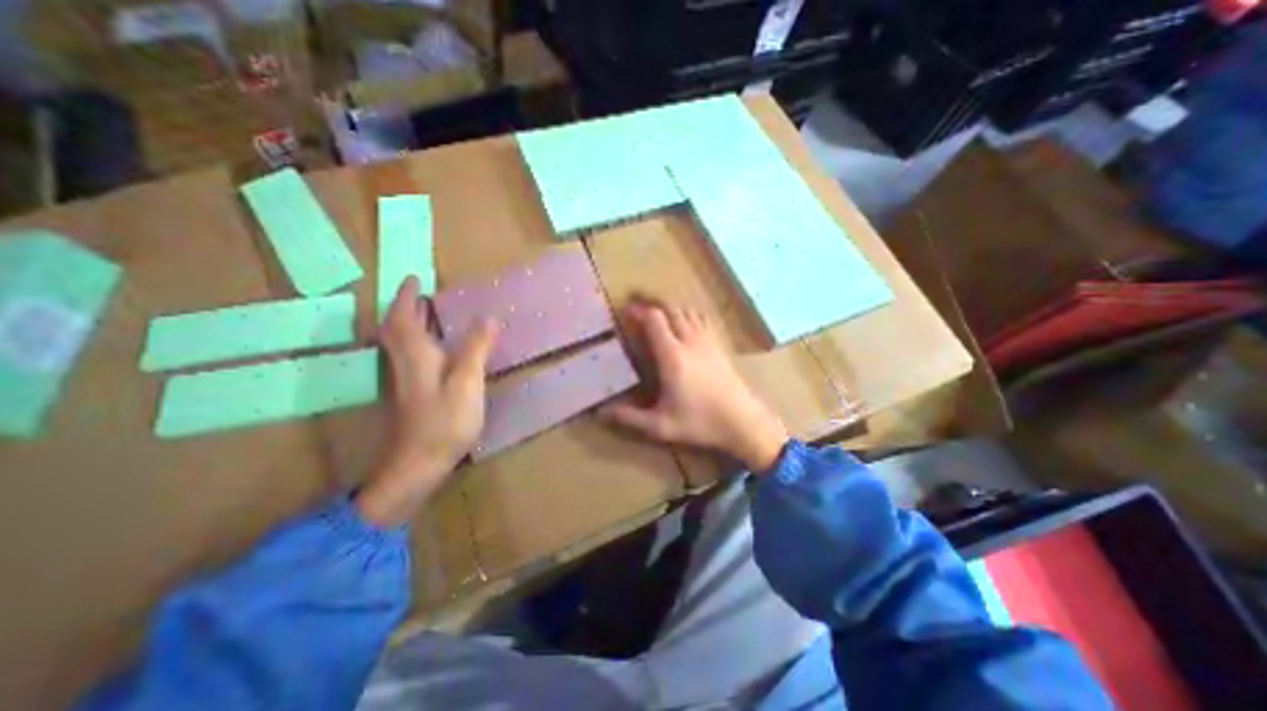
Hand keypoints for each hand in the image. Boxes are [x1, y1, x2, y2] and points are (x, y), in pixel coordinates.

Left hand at [354, 278, 498, 527]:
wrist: (420, 462)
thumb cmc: (445, 420)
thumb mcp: (467, 381)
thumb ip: (476, 348)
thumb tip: (488, 318)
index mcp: (416, 355)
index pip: (404, 317)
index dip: (408, 296)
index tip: (415, 278)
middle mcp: (405, 362)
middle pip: (396, 328)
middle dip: (405, 307)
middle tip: (421, 293)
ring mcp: (406, 379)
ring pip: (400, 342)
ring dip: (409, 323)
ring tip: (427, 312)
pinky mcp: (412, 392)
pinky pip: (409, 355)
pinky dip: (417, 341)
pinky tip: (434, 347)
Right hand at [600, 302, 789, 473]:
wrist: (743, 422)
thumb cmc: (701, 423)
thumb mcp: (661, 425)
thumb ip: (629, 418)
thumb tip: (600, 414)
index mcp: (672, 356)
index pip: (655, 320)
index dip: (640, 311)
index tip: (626, 311)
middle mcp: (690, 341)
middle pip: (671, 309)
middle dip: (653, 305)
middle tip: (639, 310)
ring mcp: (707, 341)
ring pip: (688, 311)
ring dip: (671, 308)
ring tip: (659, 315)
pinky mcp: (719, 346)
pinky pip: (702, 319)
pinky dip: (690, 314)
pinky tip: (686, 323)